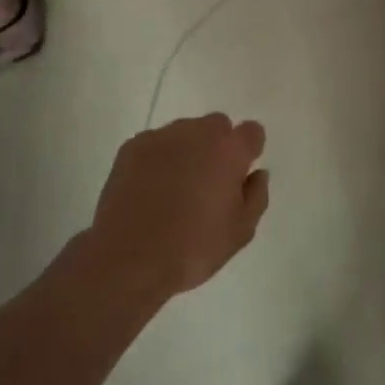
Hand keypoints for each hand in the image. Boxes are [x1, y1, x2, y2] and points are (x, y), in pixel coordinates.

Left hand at [86, 113, 269, 303]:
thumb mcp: (240, 232)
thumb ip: (256, 196)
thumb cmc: (192, 248)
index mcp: (229, 150)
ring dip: (187, 150)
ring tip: (175, 188)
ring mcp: (162, 136)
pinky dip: (159, 159)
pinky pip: (156, 143)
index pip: (252, 131)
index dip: (249, 151)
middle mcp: (198, 133)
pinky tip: (150, 190)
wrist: (128, 259)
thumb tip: (257, 174)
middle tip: (208, 182)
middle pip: (217, 125)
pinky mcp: (132, 146)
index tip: (240, 174)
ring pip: (185, 132)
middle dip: (218, 146)